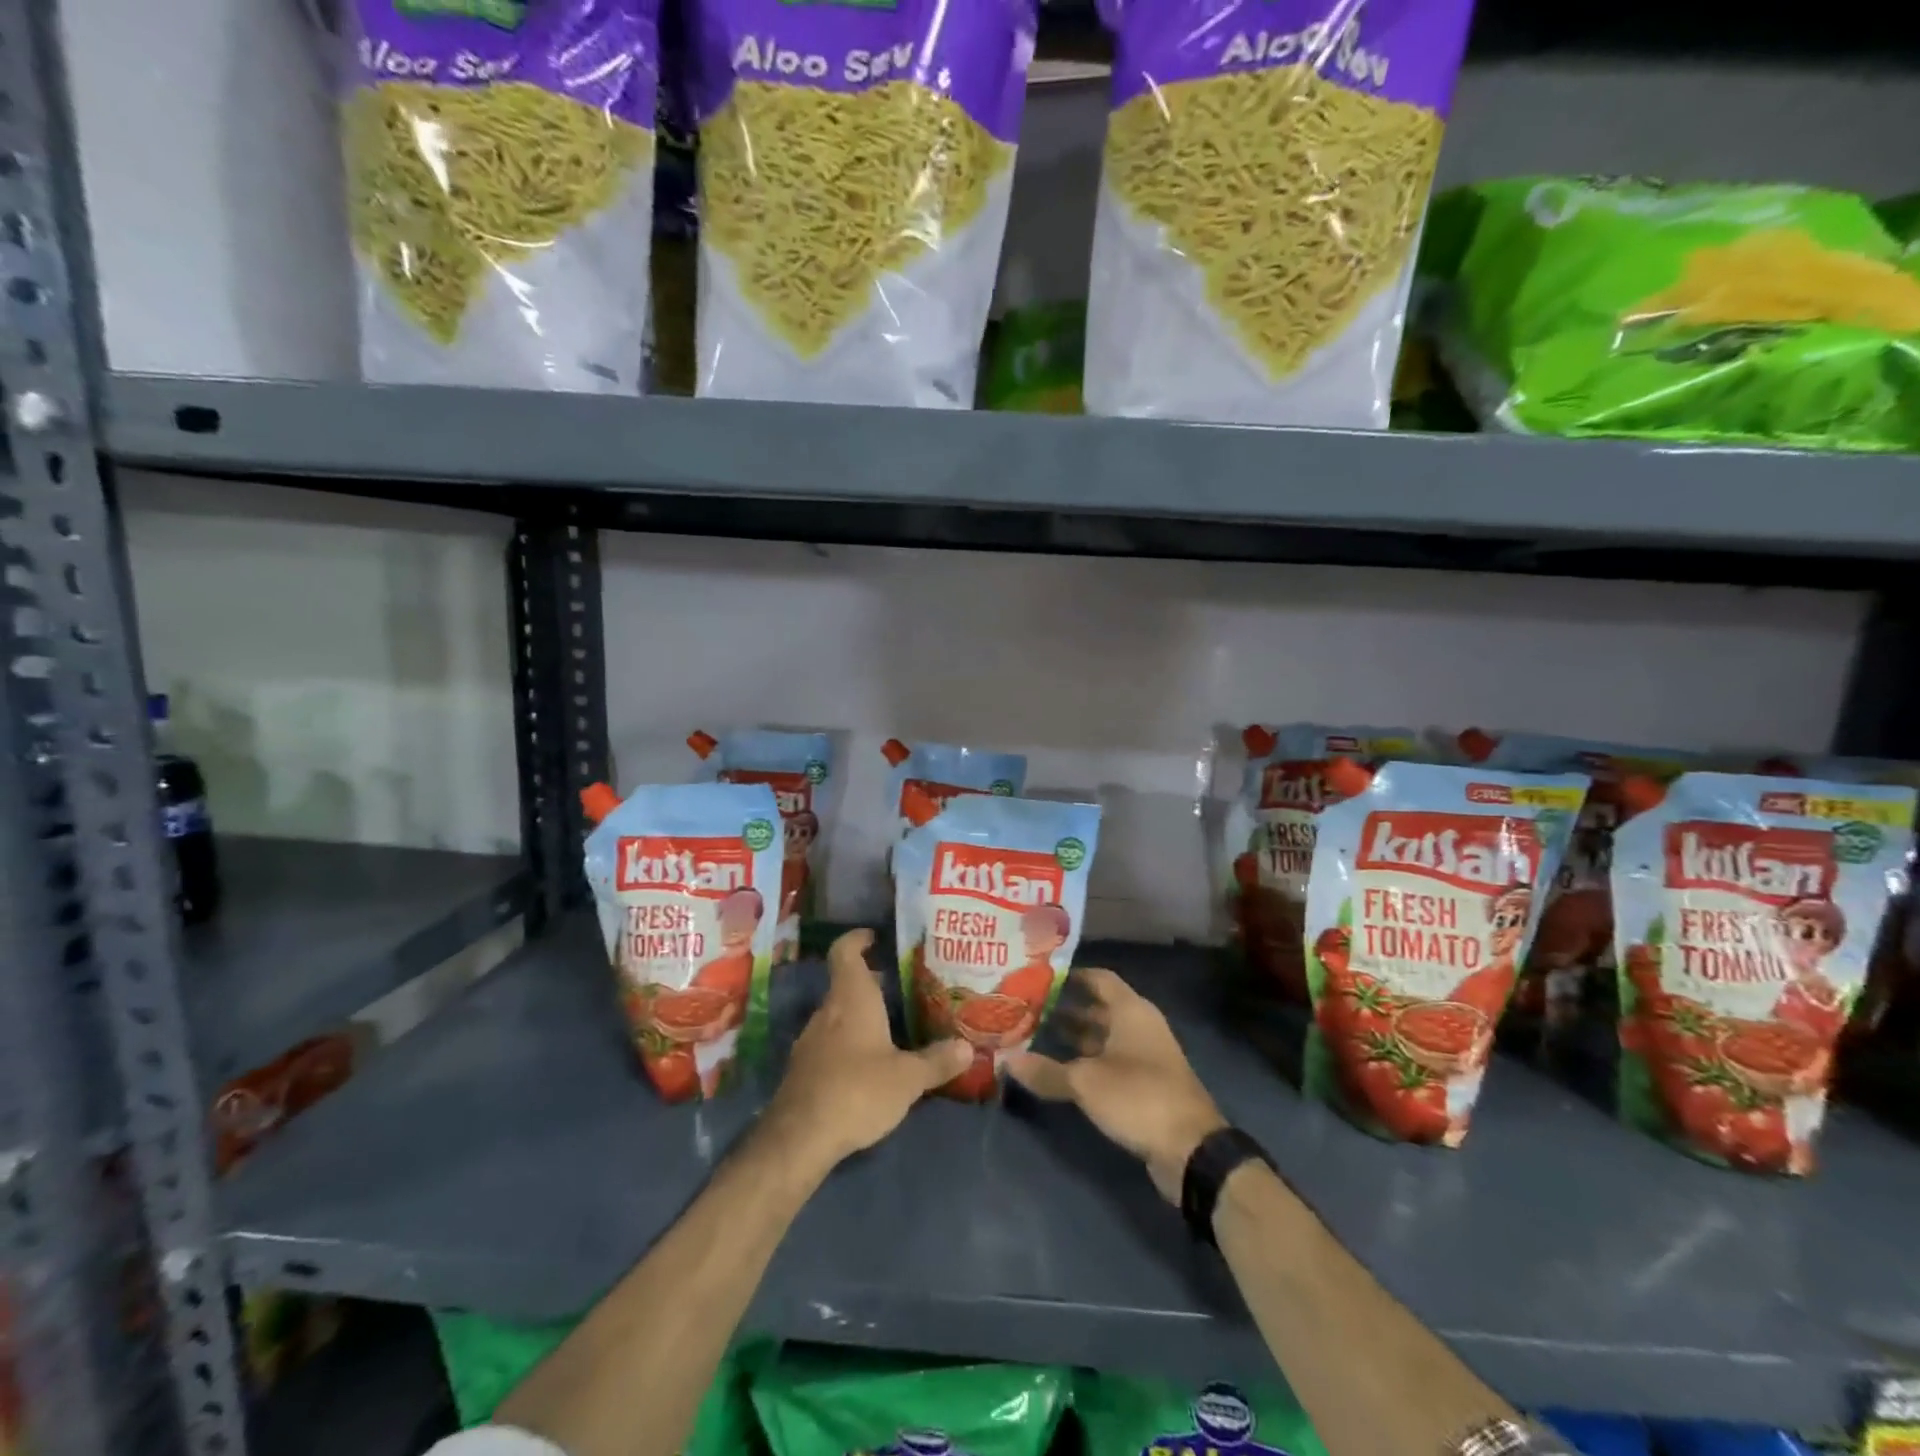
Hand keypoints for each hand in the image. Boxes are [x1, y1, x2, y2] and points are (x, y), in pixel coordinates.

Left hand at [761, 929, 970, 1173]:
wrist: (799, 1138)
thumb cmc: (857, 1090)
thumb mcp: (907, 1078)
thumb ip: (936, 1061)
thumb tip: (968, 1047)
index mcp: (852, 998)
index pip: (846, 952)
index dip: (858, 939)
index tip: (874, 936)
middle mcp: (828, 1011)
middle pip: (847, 984)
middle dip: (872, 982)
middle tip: (902, 986)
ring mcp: (811, 1040)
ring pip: (839, 1014)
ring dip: (861, 1014)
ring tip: (892, 1025)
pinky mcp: (805, 1069)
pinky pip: (831, 1042)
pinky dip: (850, 1041)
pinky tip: (870, 1063)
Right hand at [1006, 968, 1225, 1202]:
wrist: (1191, 1149)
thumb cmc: (1138, 1096)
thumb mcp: (1086, 1083)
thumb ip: (1046, 1071)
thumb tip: (1006, 1060)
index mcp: (1131, 1011)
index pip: (1099, 978)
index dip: (1072, 976)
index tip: (1040, 978)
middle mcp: (1140, 1026)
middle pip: (1099, 1008)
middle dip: (1066, 1009)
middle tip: (1028, 1010)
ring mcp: (1145, 1056)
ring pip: (1104, 1037)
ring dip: (1075, 1038)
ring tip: (1037, 1038)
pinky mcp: (1146, 1085)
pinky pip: (1111, 1062)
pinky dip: (1088, 1062)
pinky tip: (1060, 1072)